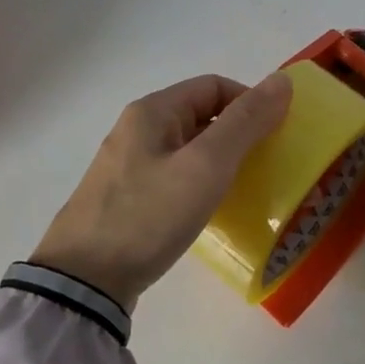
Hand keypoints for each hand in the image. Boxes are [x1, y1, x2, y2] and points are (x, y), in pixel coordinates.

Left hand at [30, 73, 292, 309]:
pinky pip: (173, 175)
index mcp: (153, 111)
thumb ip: (245, 122)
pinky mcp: (125, 197)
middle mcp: (137, 129)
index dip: (250, 102)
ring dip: (220, 159)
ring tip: (244, 188)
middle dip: (237, 132)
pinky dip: (198, 182)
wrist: (83, 282)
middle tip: (266, 163)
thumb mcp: (206, 165)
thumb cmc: (149, 214)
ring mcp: (127, 164)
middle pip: (200, 114)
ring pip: (187, 147)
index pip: (214, 86)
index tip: (275, 135)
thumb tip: (282, 81)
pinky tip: (209, 209)